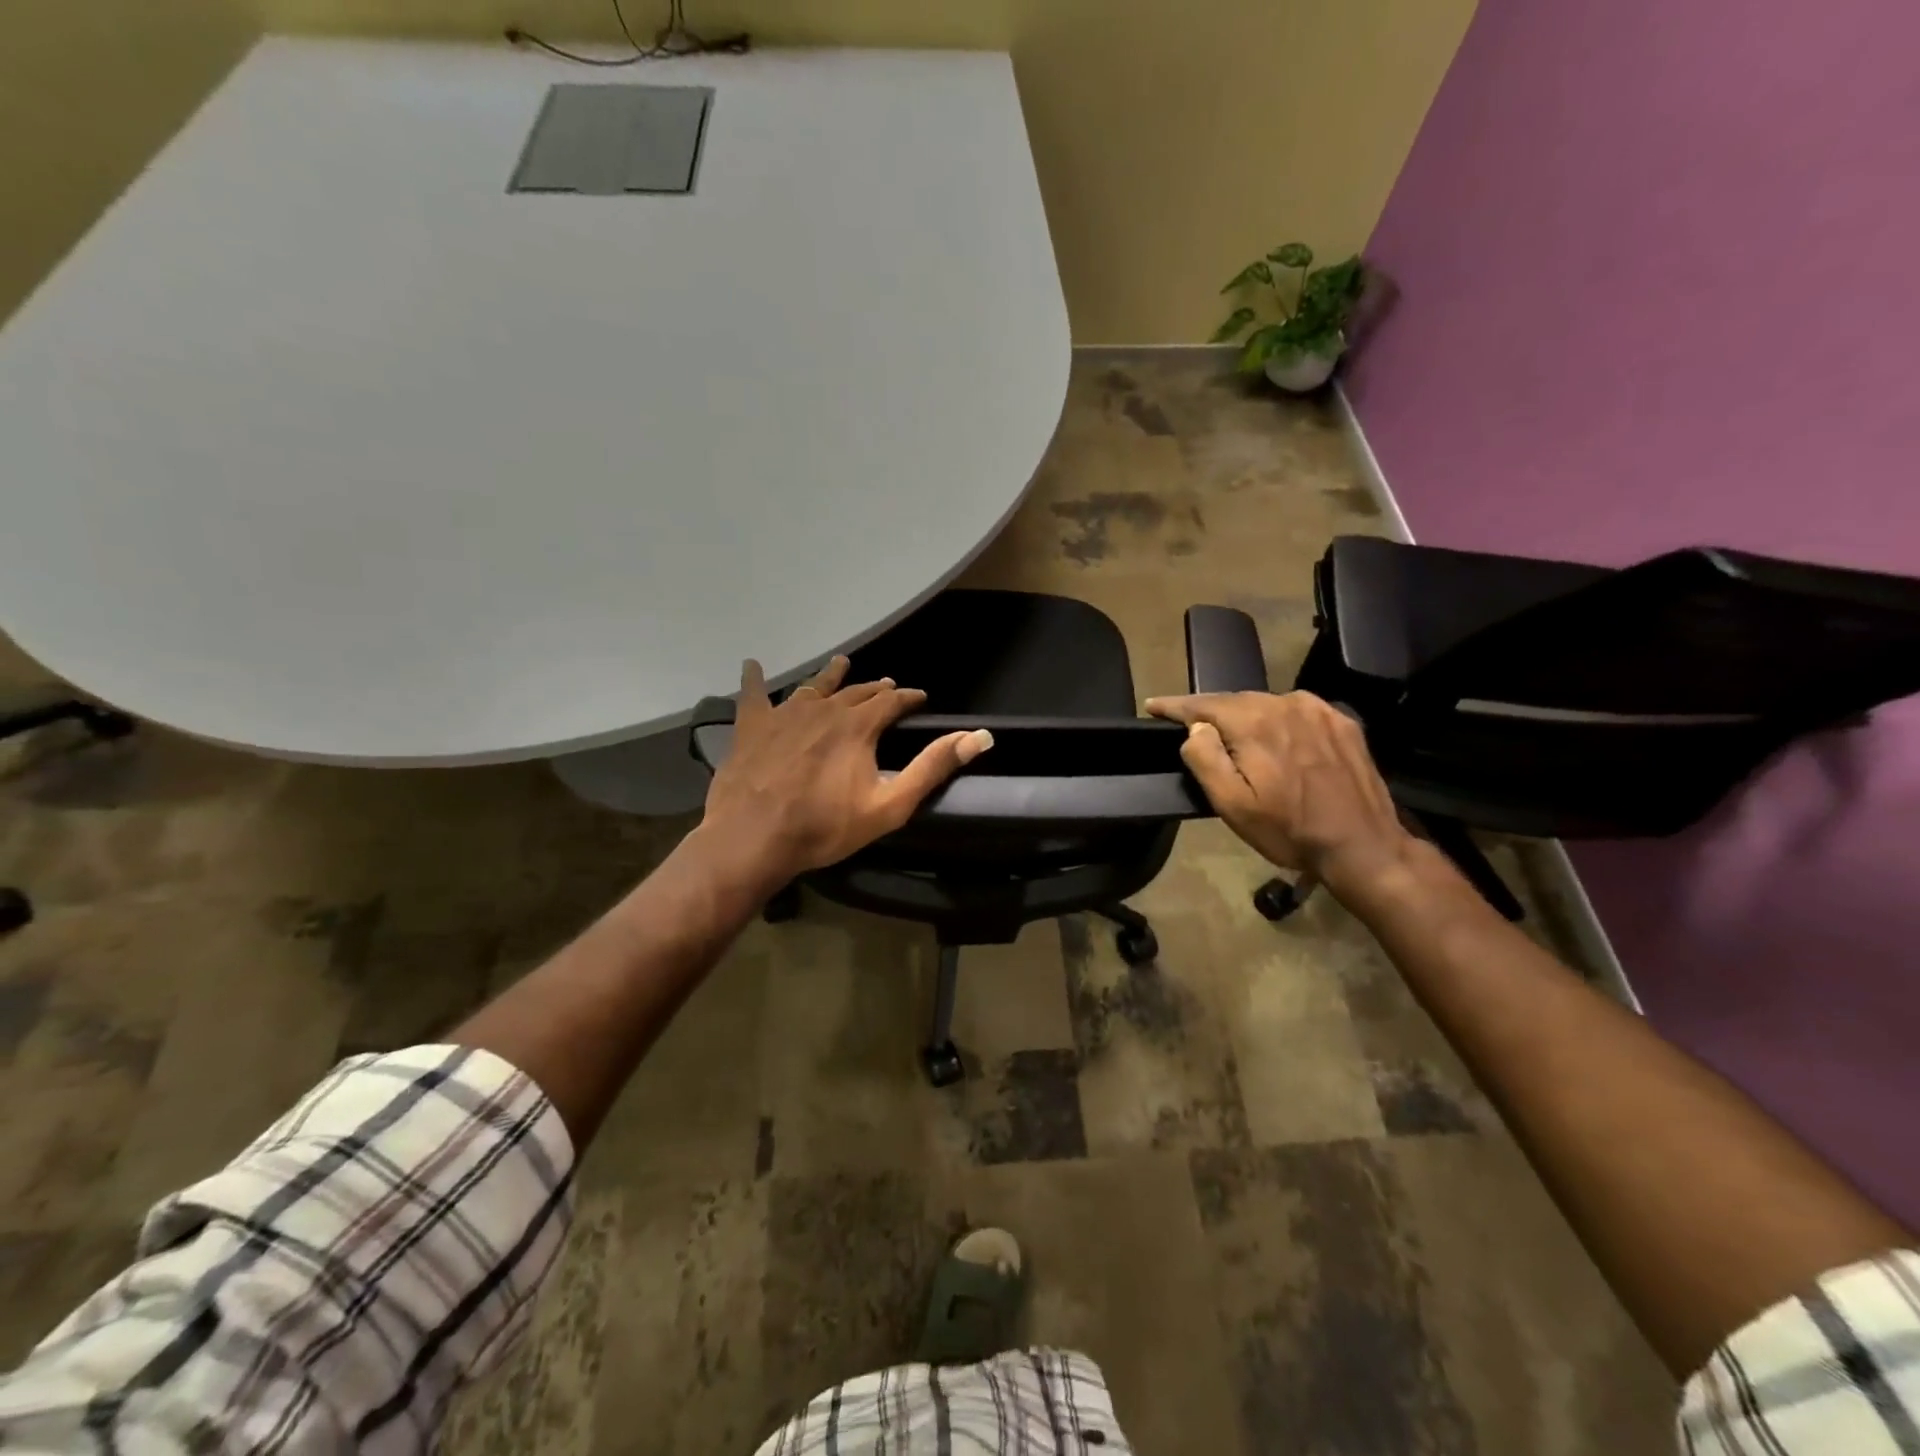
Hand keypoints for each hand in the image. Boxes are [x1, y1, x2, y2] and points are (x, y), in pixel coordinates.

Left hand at [699, 656, 993, 885]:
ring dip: (830, 676)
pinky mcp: (752, 725)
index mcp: (858, 725)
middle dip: (874, 688)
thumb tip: (979, 737)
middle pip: (855, 691)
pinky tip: (752, 665)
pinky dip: (755, 679)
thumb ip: (932, 767)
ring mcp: (785, 714)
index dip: (908, 698)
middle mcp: (824, 708)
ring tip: (840, 663)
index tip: (920, 697)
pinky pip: (753, 693)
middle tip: (886, 686)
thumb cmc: (825, 826)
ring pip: (813, 686)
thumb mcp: (890, 804)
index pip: (892, 701)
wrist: (754, 837)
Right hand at [1144, 689, 1412, 891]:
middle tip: (1190, 726)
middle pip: (1235, 700)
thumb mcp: (1232, 805)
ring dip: (1245, 716)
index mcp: (1254, 723)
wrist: (1363, 846)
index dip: (1175, 704)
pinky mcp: (1342, 722)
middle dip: (1210, 711)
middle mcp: (1286, 704)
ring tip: (1233, 734)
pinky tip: (1277, 738)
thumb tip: (1196, 728)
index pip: (1203, 703)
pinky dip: (1277, 719)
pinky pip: (1297, 711)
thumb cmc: (1289, 830)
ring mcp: (1319, 710)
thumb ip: (1206, 758)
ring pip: (1266, 704)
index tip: (1154, 705)